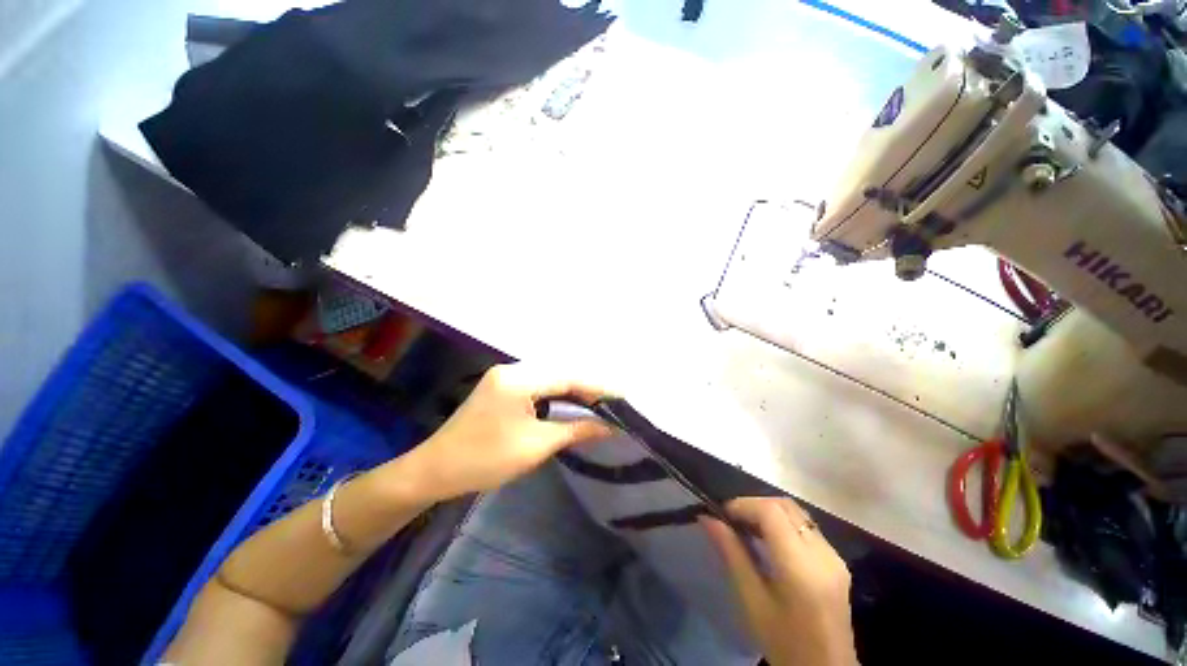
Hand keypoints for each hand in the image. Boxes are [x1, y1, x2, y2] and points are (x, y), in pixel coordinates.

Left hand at [408, 363, 613, 500]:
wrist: (434, 471)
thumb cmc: (485, 460)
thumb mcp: (535, 446)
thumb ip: (575, 430)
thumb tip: (609, 426)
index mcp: (518, 379)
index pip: (567, 377)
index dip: (597, 387)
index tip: (622, 396)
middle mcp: (512, 369)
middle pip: (559, 373)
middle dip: (587, 387)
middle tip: (612, 401)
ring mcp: (504, 376)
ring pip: (549, 377)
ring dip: (573, 389)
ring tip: (598, 402)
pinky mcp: (501, 386)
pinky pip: (537, 384)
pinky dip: (556, 393)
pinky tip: (570, 402)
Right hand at [702, 497, 857, 665]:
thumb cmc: (784, 641)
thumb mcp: (752, 601)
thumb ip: (732, 554)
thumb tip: (707, 519)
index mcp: (801, 567)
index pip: (771, 512)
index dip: (744, 505)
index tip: (723, 514)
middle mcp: (822, 554)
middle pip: (785, 505)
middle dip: (755, 504)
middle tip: (732, 519)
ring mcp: (834, 556)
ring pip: (797, 512)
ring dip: (769, 511)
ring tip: (747, 527)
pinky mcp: (837, 561)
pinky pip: (806, 526)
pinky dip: (783, 523)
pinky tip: (769, 540)